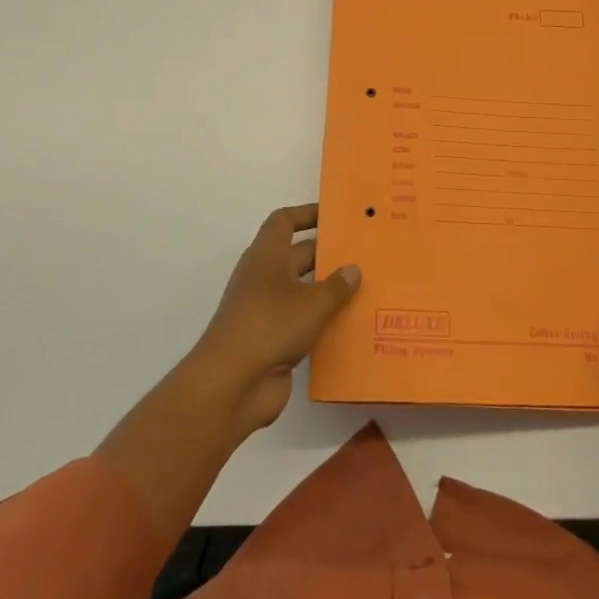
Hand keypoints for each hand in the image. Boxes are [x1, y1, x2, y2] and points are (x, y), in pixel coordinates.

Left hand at [189, 204, 360, 436]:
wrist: (232, 384)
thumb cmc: (270, 325)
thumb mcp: (312, 302)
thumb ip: (337, 285)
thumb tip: (353, 269)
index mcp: (266, 256)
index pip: (284, 222)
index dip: (307, 214)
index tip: (335, 215)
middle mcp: (264, 278)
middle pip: (297, 256)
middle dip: (327, 255)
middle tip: (364, 254)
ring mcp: (266, 311)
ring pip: (302, 292)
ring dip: (328, 291)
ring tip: (366, 289)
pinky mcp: (272, 342)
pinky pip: (303, 324)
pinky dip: (323, 322)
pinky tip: (352, 326)